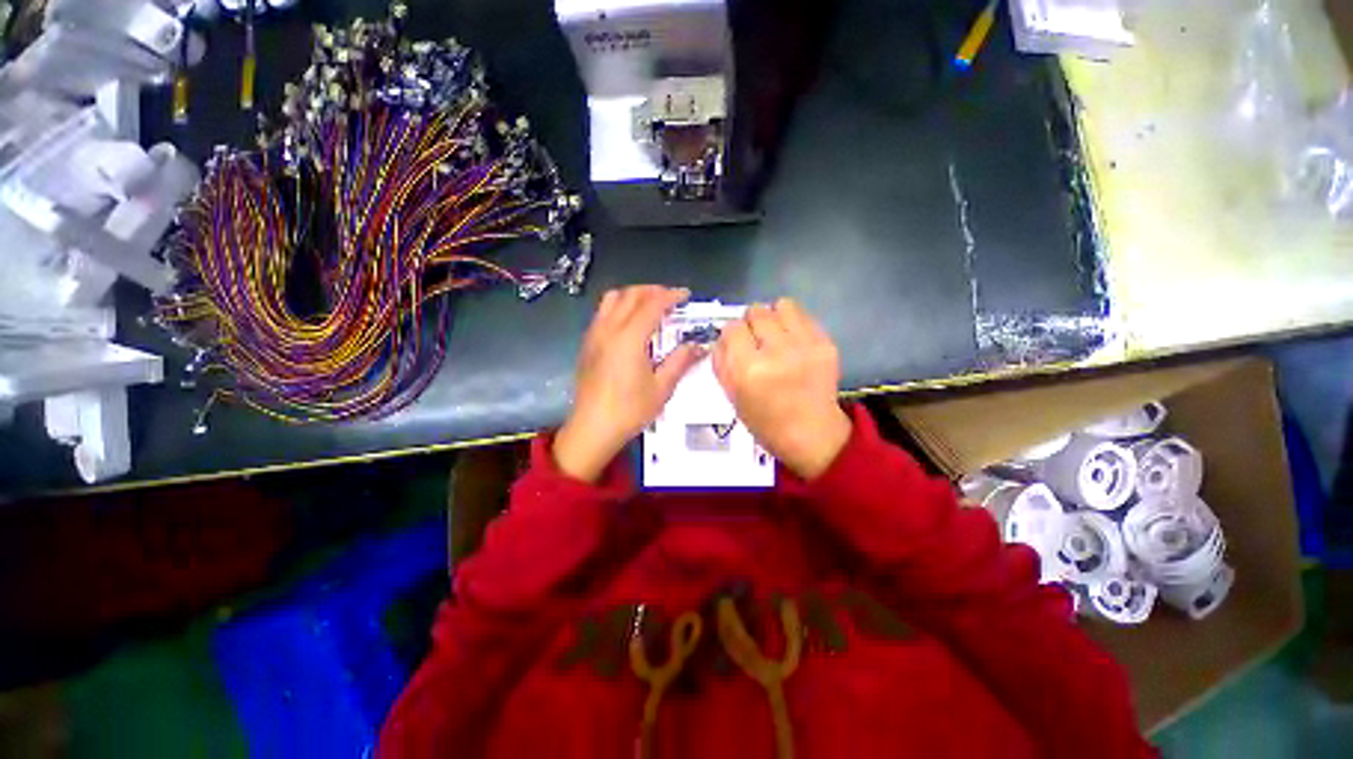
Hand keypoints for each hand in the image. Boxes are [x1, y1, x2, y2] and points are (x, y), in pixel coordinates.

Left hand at [554, 286, 703, 481]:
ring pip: (612, 299)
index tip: (686, 295)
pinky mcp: (587, 344)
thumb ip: (680, 361)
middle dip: (652, 291)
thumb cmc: (630, 411)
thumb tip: (699, 345)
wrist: (592, 428)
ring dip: (633, 295)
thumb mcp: (662, 388)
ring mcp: (594, 335)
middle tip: (671, 298)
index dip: (671, 296)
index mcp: (629, 338)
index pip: (652, 304)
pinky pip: (602, 312)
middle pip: (630, 295)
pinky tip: (630, 324)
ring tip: (650, 305)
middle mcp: (609, 329)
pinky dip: (619, 307)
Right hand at [713, 299, 851, 479]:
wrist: (811, 434)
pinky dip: (793, 323)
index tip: (736, 344)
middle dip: (751, 323)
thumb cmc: (764, 421)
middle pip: (756, 311)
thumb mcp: (731, 395)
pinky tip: (793, 342)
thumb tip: (722, 336)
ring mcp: (805, 346)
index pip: (733, 328)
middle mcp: (777, 352)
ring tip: (775, 335)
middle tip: (756, 340)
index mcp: (749, 370)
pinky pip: (803, 315)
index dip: (732, 335)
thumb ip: (722, 361)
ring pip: (782, 305)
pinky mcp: (826, 344)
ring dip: (774, 317)